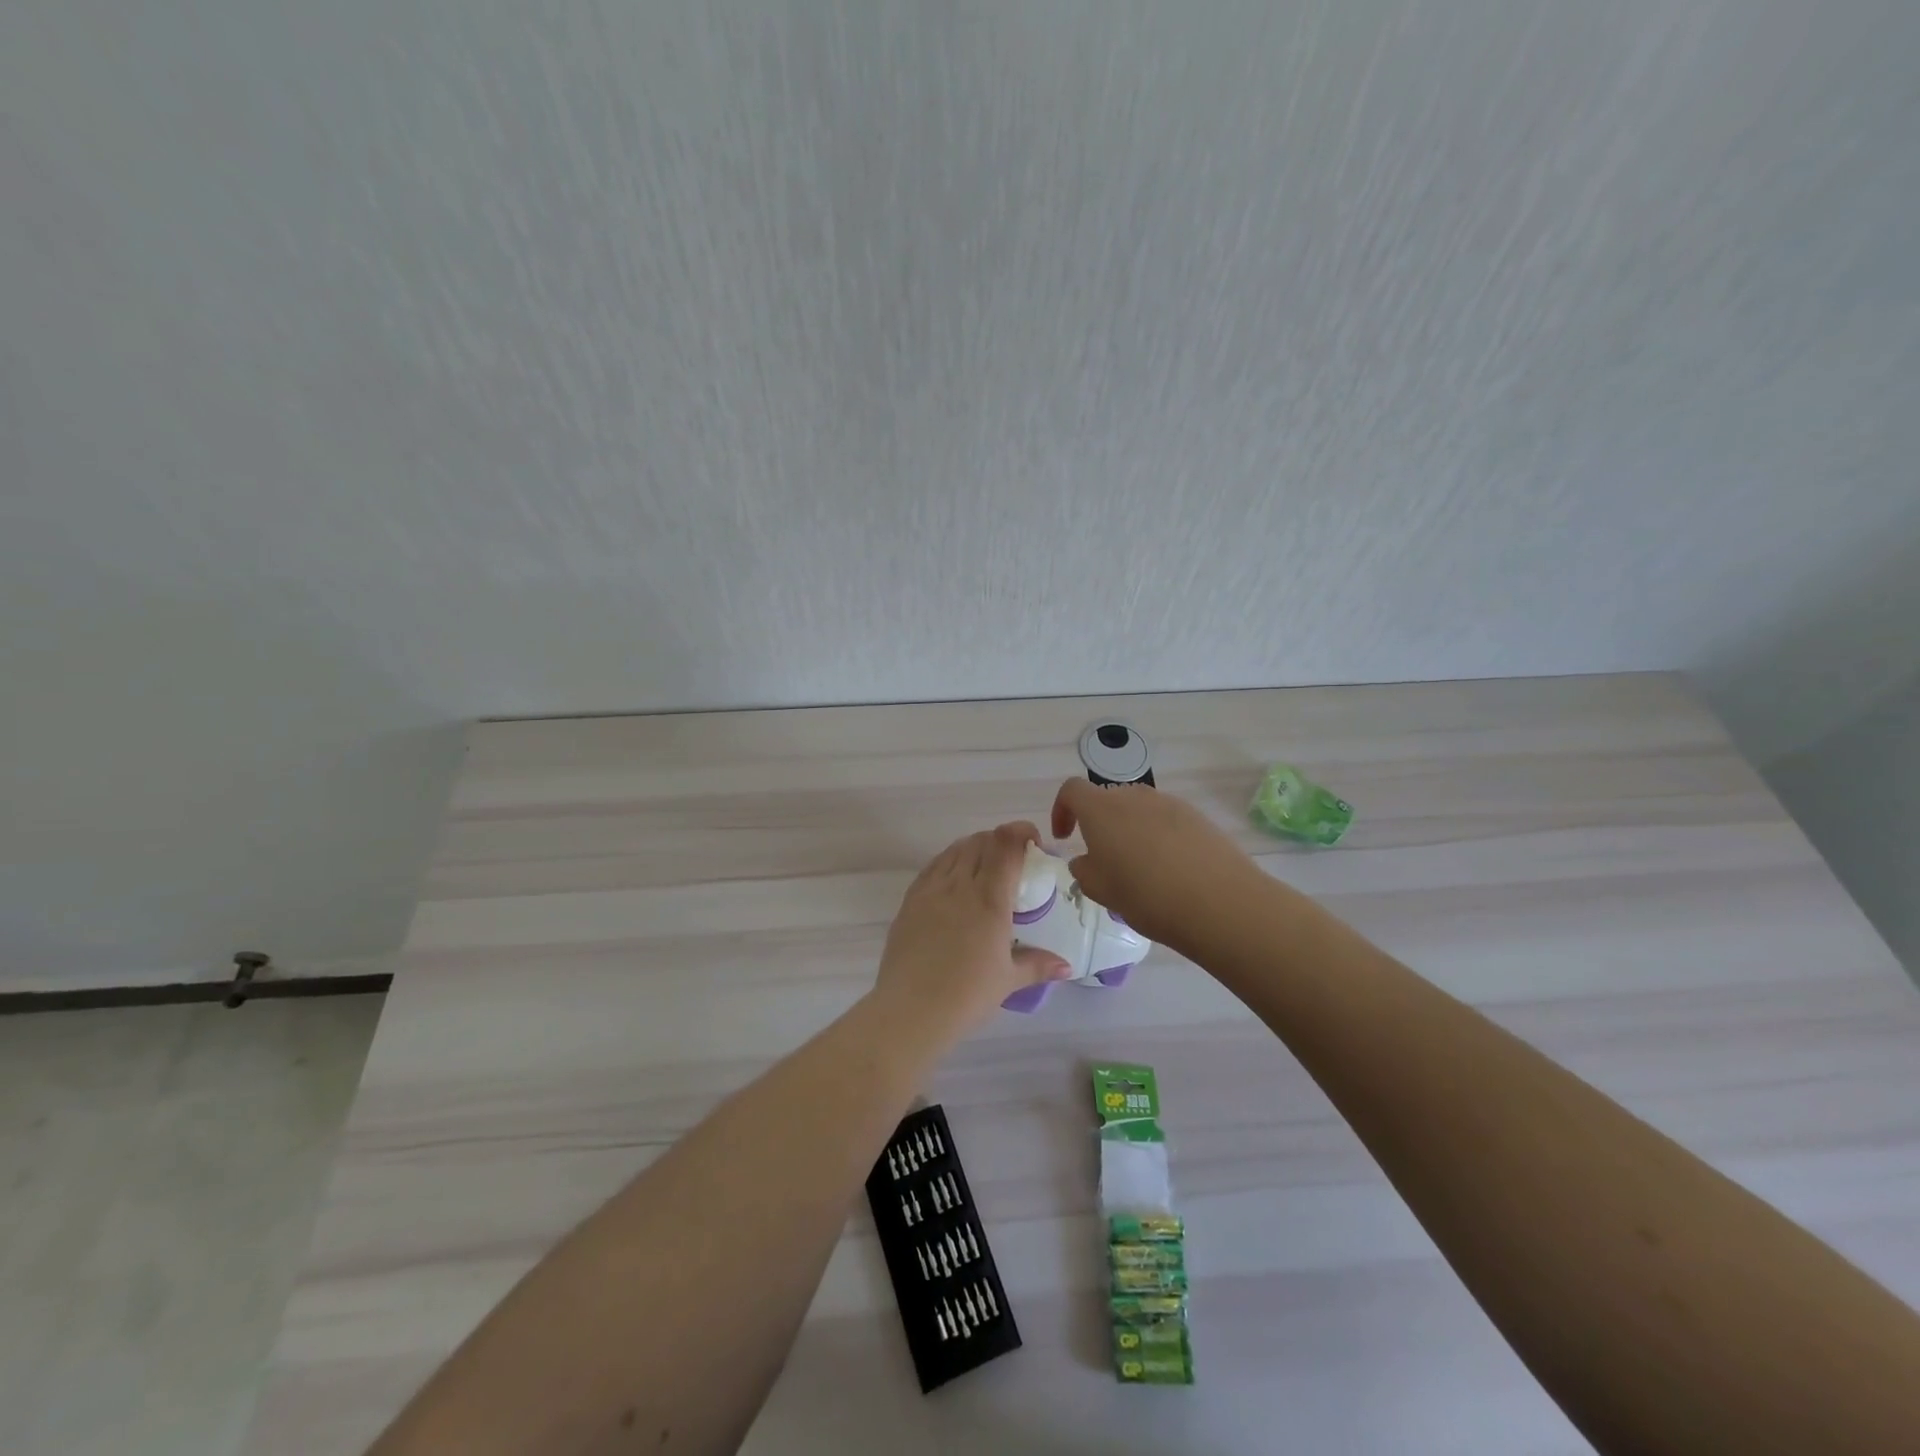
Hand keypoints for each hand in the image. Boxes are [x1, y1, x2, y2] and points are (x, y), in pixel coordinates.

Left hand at [873, 823, 1073, 1035]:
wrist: (911, 1009)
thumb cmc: (967, 995)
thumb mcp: (1009, 980)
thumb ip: (1038, 965)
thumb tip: (1066, 966)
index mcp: (989, 899)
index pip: (1006, 845)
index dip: (1021, 832)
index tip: (1033, 842)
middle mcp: (960, 884)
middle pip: (981, 841)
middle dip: (1001, 840)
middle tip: (1013, 859)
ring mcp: (931, 889)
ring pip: (956, 849)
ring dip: (975, 847)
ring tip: (985, 866)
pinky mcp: (910, 899)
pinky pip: (933, 866)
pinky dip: (950, 861)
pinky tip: (954, 878)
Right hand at [1051, 779, 1260, 953]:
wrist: (1220, 902)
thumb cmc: (1147, 896)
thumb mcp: (1100, 890)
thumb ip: (1084, 870)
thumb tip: (1087, 860)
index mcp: (1101, 809)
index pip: (1072, 790)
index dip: (1062, 810)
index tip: (1065, 837)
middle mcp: (1133, 796)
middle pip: (1107, 799)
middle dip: (1099, 824)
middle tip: (1104, 860)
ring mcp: (1169, 803)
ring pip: (1138, 810)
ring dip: (1130, 831)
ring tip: (1139, 869)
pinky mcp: (1197, 817)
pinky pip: (1166, 820)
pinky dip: (1158, 837)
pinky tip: (1170, 870)